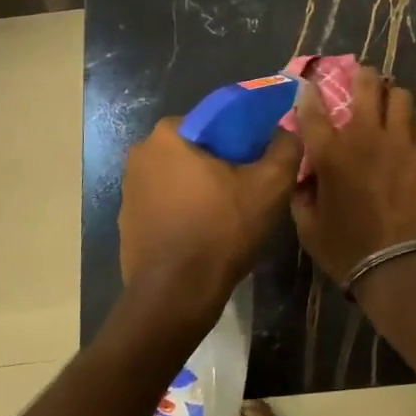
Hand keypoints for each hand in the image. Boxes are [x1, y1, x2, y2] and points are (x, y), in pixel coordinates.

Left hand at [118, 121, 299, 336]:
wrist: (176, 296)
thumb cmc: (222, 230)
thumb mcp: (271, 185)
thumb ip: (286, 147)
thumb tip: (287, 131)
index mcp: (168, 135)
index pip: (215, 120)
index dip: (243, 137)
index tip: (260, 160)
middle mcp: (140, 155)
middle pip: (197, 148)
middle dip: (223, 163)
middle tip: (251, 187)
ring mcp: (129, 190)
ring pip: (181, 177)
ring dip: (203, 188)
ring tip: (232, 214)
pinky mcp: (127, 222)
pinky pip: (166, 205)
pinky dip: (186, 211)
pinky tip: (207, 233)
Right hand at [290, 67, 415, 285]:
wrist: (400, 268)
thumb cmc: (348, 251)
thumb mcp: (308, 227)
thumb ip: (302, 194)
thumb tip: (304, 175)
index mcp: (330, 153)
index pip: (313, 108)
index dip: (310, 92)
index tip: (310, 85)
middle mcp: (365, 137)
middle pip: (367, 85)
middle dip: (363, 76)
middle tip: (364, 81)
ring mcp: (401, 142)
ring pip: (402, 96)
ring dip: (394, 98)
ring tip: (392, 107)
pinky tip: (414, 137)